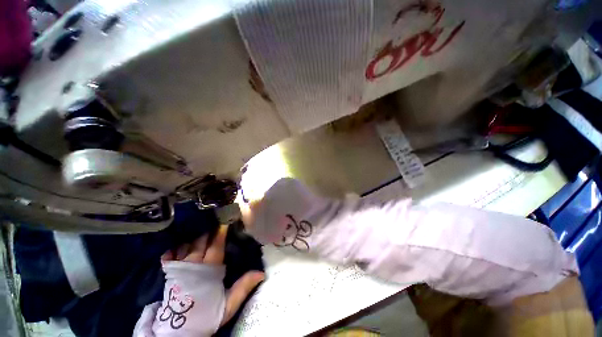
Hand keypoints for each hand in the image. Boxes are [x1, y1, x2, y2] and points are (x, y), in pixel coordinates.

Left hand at [161, 225, 264, 325]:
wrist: (181, 329)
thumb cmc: (207, 313)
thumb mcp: (229, 303)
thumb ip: (244, 286)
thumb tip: (261, 273)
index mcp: (209, 269)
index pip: (216, 244)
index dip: (221, 231)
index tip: (225, 219)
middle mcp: (193, 264)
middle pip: (200, 240)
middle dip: (208, 229)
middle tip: (215, 220)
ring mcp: (178, 267)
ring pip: (186, 244)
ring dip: (194, 235)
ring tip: (200, 226)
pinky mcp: (168, 273)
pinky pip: (169, 254)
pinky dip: (175, 246)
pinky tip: (180, 241)